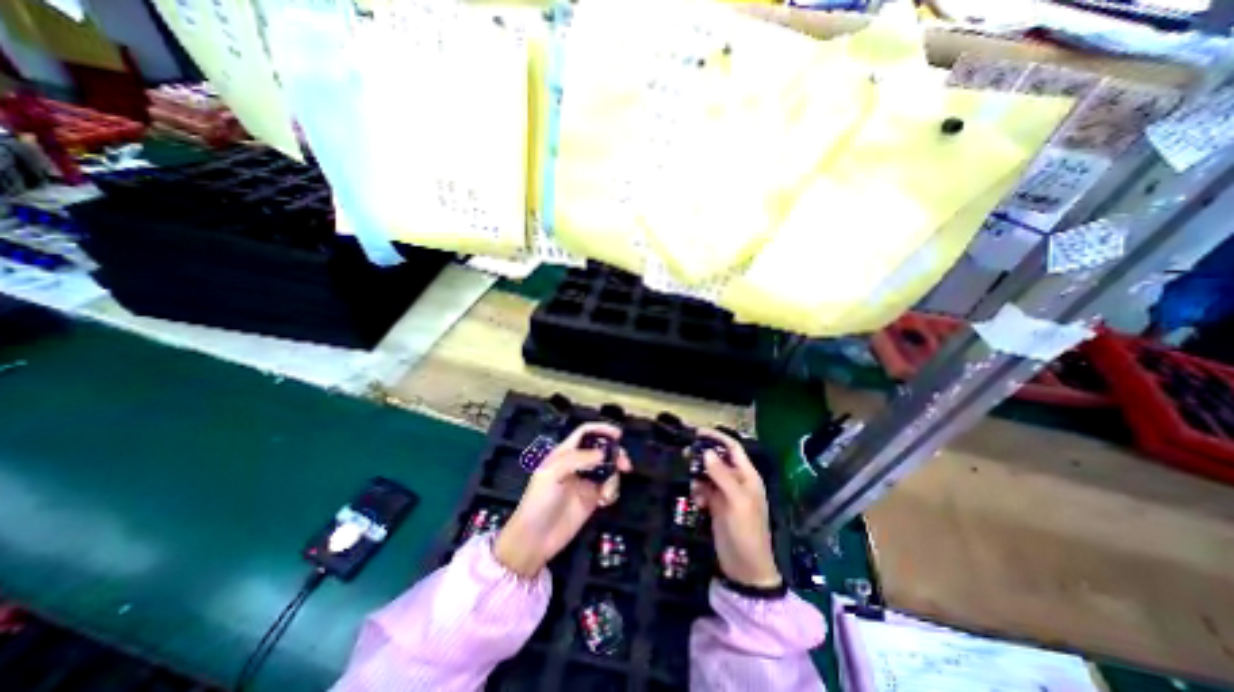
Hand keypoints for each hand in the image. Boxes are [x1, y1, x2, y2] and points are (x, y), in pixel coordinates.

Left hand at [494, 421, 629, 578]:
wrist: (535, 539)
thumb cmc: (539, 501)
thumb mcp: (553, 473)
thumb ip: (578, 459)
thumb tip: (604, 453)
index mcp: (565, 453)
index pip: (585, 433)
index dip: (601, 429)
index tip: (619, 435)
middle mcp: (577, 464)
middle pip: (601, 450)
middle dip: (615, 454)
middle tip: (626, 465)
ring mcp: (585, 482)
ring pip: (608, 470)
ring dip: (614, 478)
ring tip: (607, 493)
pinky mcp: (592, 499)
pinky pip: (609, 488)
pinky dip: (612, 492)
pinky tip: (605, 502)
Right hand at [693, 430, 779, 584]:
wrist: (745, 568)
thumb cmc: (746, 531)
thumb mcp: (736, 501)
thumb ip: (722, 475)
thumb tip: (707, 452)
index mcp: (747, 476)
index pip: (732, 448)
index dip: (716, 438)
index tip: (696, 432)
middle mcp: (736, 481)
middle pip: (718, 459)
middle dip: (703, 456)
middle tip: (685, 455)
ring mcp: (725, 493)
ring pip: (708, 474)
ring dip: (698, 477)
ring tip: (693, 488)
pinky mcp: (716, 505)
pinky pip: (703, 489)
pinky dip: (698, 492)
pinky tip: (697, 502)